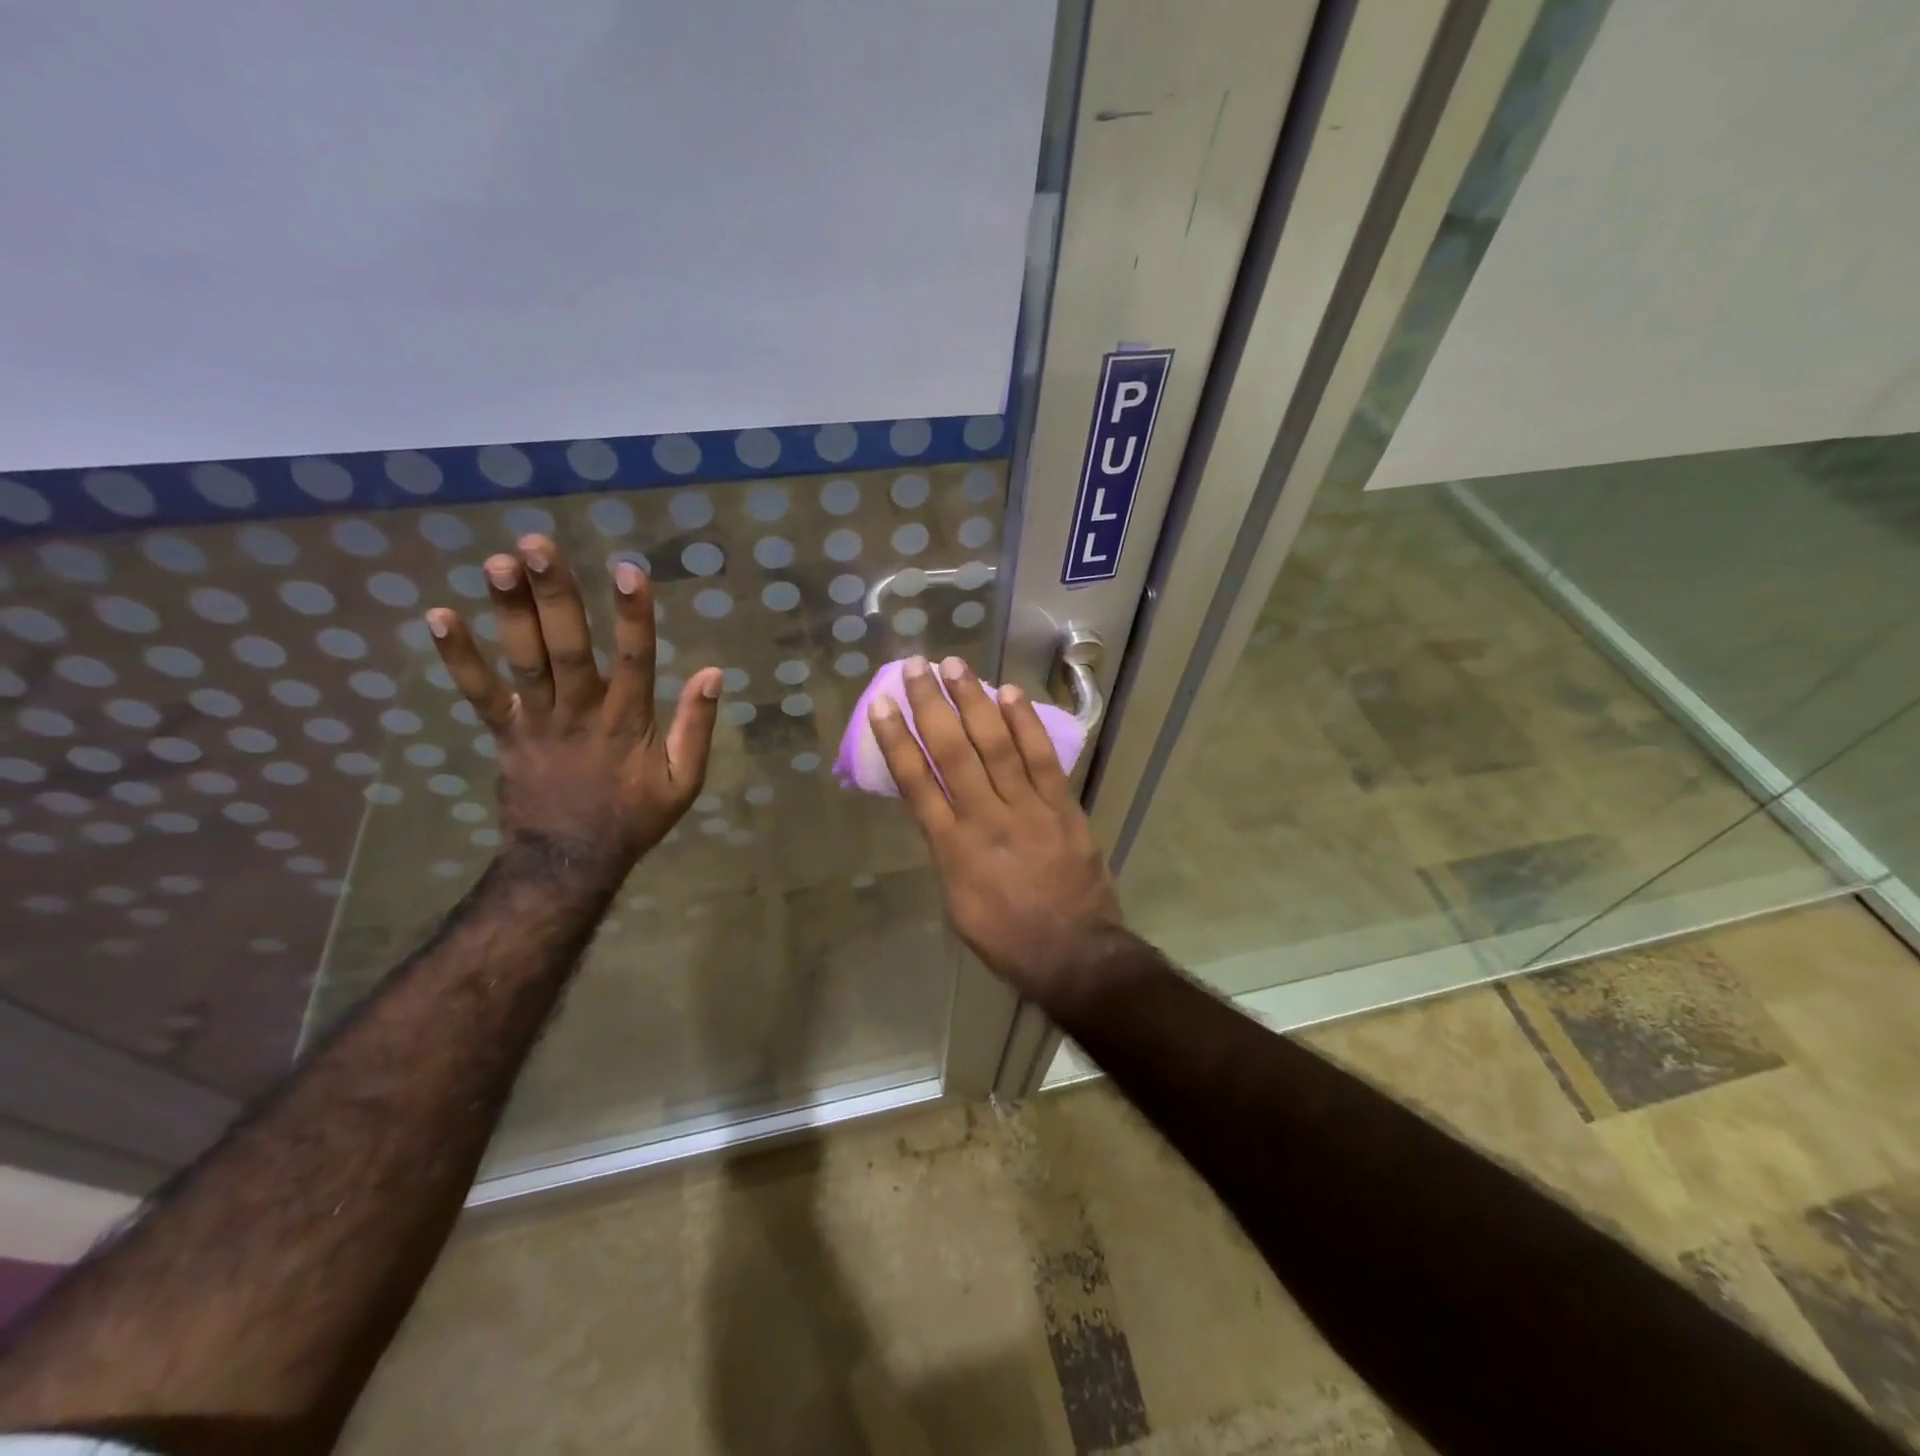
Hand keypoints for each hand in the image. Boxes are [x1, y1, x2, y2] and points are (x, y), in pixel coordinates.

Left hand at [426, 535, 721, 876]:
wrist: (569, 862)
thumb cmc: (633, 817)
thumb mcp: (684, 782)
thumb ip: (698, 727)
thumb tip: (713, 672)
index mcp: (629, 722)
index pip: (637, 659)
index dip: (634, 615)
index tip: (628, 569)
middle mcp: (581, 712)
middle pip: (568, 648)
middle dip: (556, 596)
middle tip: (539, 546)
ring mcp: (538, 721)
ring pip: (525, 660)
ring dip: (511, 611)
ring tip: (499, 562)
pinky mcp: (506, 732)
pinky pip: (480, 692)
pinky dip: (459, 657)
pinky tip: (438, 614)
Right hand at [868, 654, 1123, 1000]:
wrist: (1075, 955)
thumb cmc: (1007, 938)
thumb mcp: (958, 903)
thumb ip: (948, 853)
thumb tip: (943, 815)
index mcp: (953, 849)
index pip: (916, 784)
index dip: (896, 741)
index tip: (882, 705)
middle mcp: (985, 819)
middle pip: (952, 752)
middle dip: (931, 706)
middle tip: (916, 667)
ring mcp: (1028, 809)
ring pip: (995, 745)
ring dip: (973, 701)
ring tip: (955, 665)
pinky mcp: (1063, 807)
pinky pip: (1042, 758)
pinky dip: (1024, 724)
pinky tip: (1008, 692)